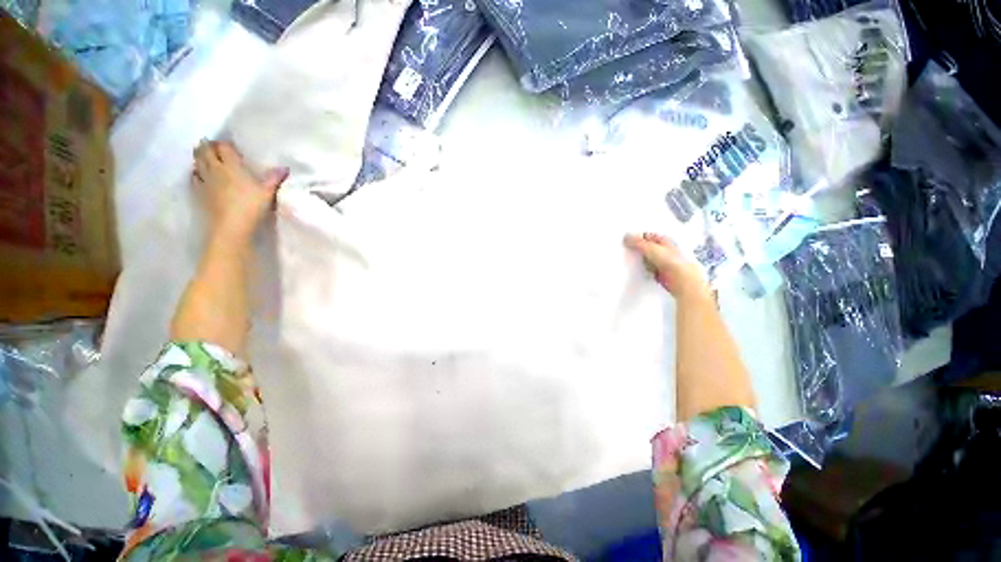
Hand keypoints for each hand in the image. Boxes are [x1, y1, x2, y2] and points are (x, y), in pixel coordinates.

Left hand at [193, 140, 288, 244]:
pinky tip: (198, 172)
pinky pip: (194, 176)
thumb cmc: (251, 205)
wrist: (232, 225)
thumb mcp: (268, 192)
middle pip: (206, 151)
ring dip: (199, 155)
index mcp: (231, 166)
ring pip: (197, 161)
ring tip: (203, 154)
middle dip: (208, 146)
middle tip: (212, 144)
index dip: (226, 144)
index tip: (230, 145)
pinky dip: (195, 171)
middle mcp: (215, 169)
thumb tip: (285, 168)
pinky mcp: (199, 192)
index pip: (224, 147)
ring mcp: (205, 180)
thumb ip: (274, 178)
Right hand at [624, 233, 710, 300]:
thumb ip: (638, 242)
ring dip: (641, 259)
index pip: (649, 236)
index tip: (628, 240)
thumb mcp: (650, 248)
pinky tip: (639, 269)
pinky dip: (644, 268)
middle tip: (627, 249)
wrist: (681, 279)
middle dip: (639, 248)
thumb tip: (627, 237)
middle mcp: (665, 250)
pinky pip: (649, 268)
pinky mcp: (661, 272)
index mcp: (665, 240)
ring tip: (631, 260)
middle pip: (648, 247)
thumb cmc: (671, 261)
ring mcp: (663, 262)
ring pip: (648, 258)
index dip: (638, 237)